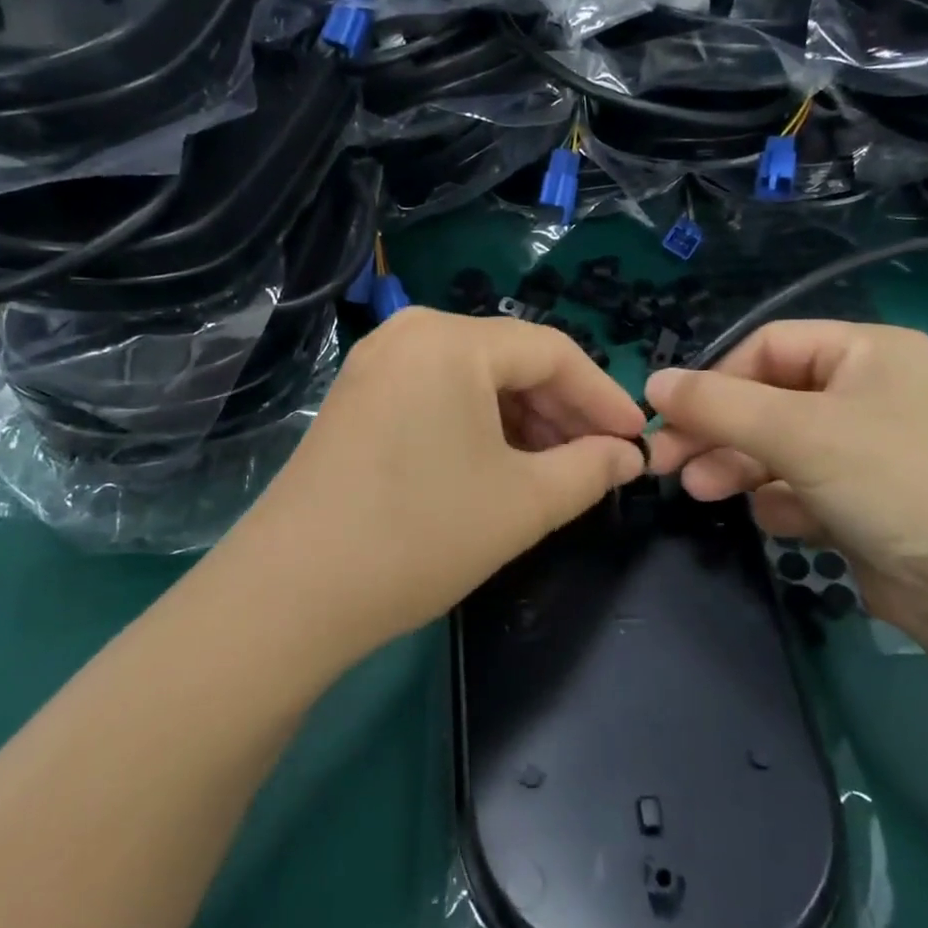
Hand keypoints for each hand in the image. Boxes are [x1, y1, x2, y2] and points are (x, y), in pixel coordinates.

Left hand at [223, 309, 646, 657]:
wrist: (290, 593)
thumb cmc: (420, 535)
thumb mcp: (523, 504)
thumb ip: (589, 470)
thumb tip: (627, 457)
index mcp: (451, 340)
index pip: (552, 352)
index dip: (603, 395)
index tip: (636, 439)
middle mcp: (410, 334)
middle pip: (510, 361)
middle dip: (562, 411)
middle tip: (599, 460)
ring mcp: (375, 365)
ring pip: (473, 380)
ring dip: (522, 421)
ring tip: (554, 470)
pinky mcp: (356, 399)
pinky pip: (437, 395)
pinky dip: (478, 425)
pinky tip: (499, 466)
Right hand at [644, 321, 927, 641]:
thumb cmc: (897, 480)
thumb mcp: (798, 431)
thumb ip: (717, 404)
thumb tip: (652, 383)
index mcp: (867, 352)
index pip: (768, 347)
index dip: (716, 379)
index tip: (671, 418)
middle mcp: (872, 394)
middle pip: (770, 400)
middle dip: (718, 431)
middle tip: (667, 465)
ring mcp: (873, 453)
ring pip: (783, 448)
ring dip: (740, 467)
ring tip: (704, 493)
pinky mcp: (872, 506)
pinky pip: (808, 490)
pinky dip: (784, 502)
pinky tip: (777, 522)